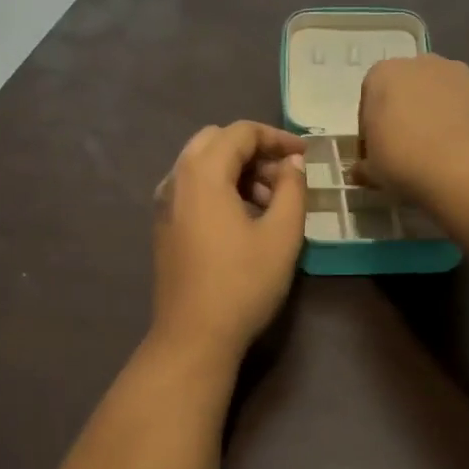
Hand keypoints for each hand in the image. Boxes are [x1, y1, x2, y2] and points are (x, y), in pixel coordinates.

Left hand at [151, 121, 307, 361]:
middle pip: (216, 141)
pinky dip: (219, 187)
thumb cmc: (242, 283)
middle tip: (285, 176)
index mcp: (203, 173)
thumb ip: (292, 189)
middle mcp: (177, 178)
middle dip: (254, 150)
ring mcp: (164, 202)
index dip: (277, 137)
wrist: (192, 337)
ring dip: (237, 169)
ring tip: (271, 203)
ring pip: (202, 164)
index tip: (305, 155)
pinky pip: (192, 187)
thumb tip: (293, 163)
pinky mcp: (164, 224)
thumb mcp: (282, 235)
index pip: (241, 132)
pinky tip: (244, 218)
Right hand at [357, 54, 468, 201]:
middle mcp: (422, 64)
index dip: (371, 128)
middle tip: (407, 152)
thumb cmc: (404, 161)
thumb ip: (364, 165)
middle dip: (406, 115)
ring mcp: (462, 75)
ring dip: (438, 117)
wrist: (467, 169)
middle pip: (409, 90)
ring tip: (439, 155)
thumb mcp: (372, 170)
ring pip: (442, 96)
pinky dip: (466, 126)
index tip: (377, 153)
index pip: (370, 99)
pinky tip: (465, 155)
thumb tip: (360, 171)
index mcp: (384, 74)